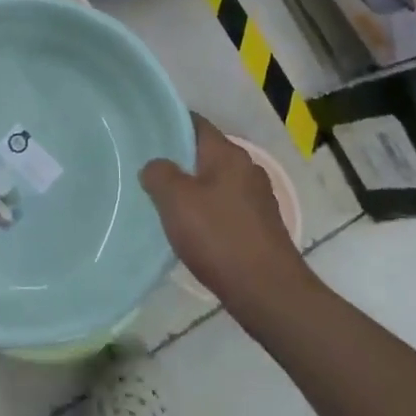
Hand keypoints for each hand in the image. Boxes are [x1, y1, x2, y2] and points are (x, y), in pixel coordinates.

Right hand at [141, 115, 305, 319]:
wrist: (268, 291)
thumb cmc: (219, 237)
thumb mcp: (176, 200)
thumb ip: (159, 174)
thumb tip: (155, 166)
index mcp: (228, 154)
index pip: (196, 124)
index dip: (171, 123)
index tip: (146, 132)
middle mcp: (247, 168)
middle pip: (206, 153)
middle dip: (179, 159)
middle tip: (147, 169)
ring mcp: (257, 198)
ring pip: (216, 181)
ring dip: (192, 188)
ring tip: (163, 201)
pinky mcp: (261, 225)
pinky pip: (226, 206)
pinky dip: (207, 211)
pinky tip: (191, 229)